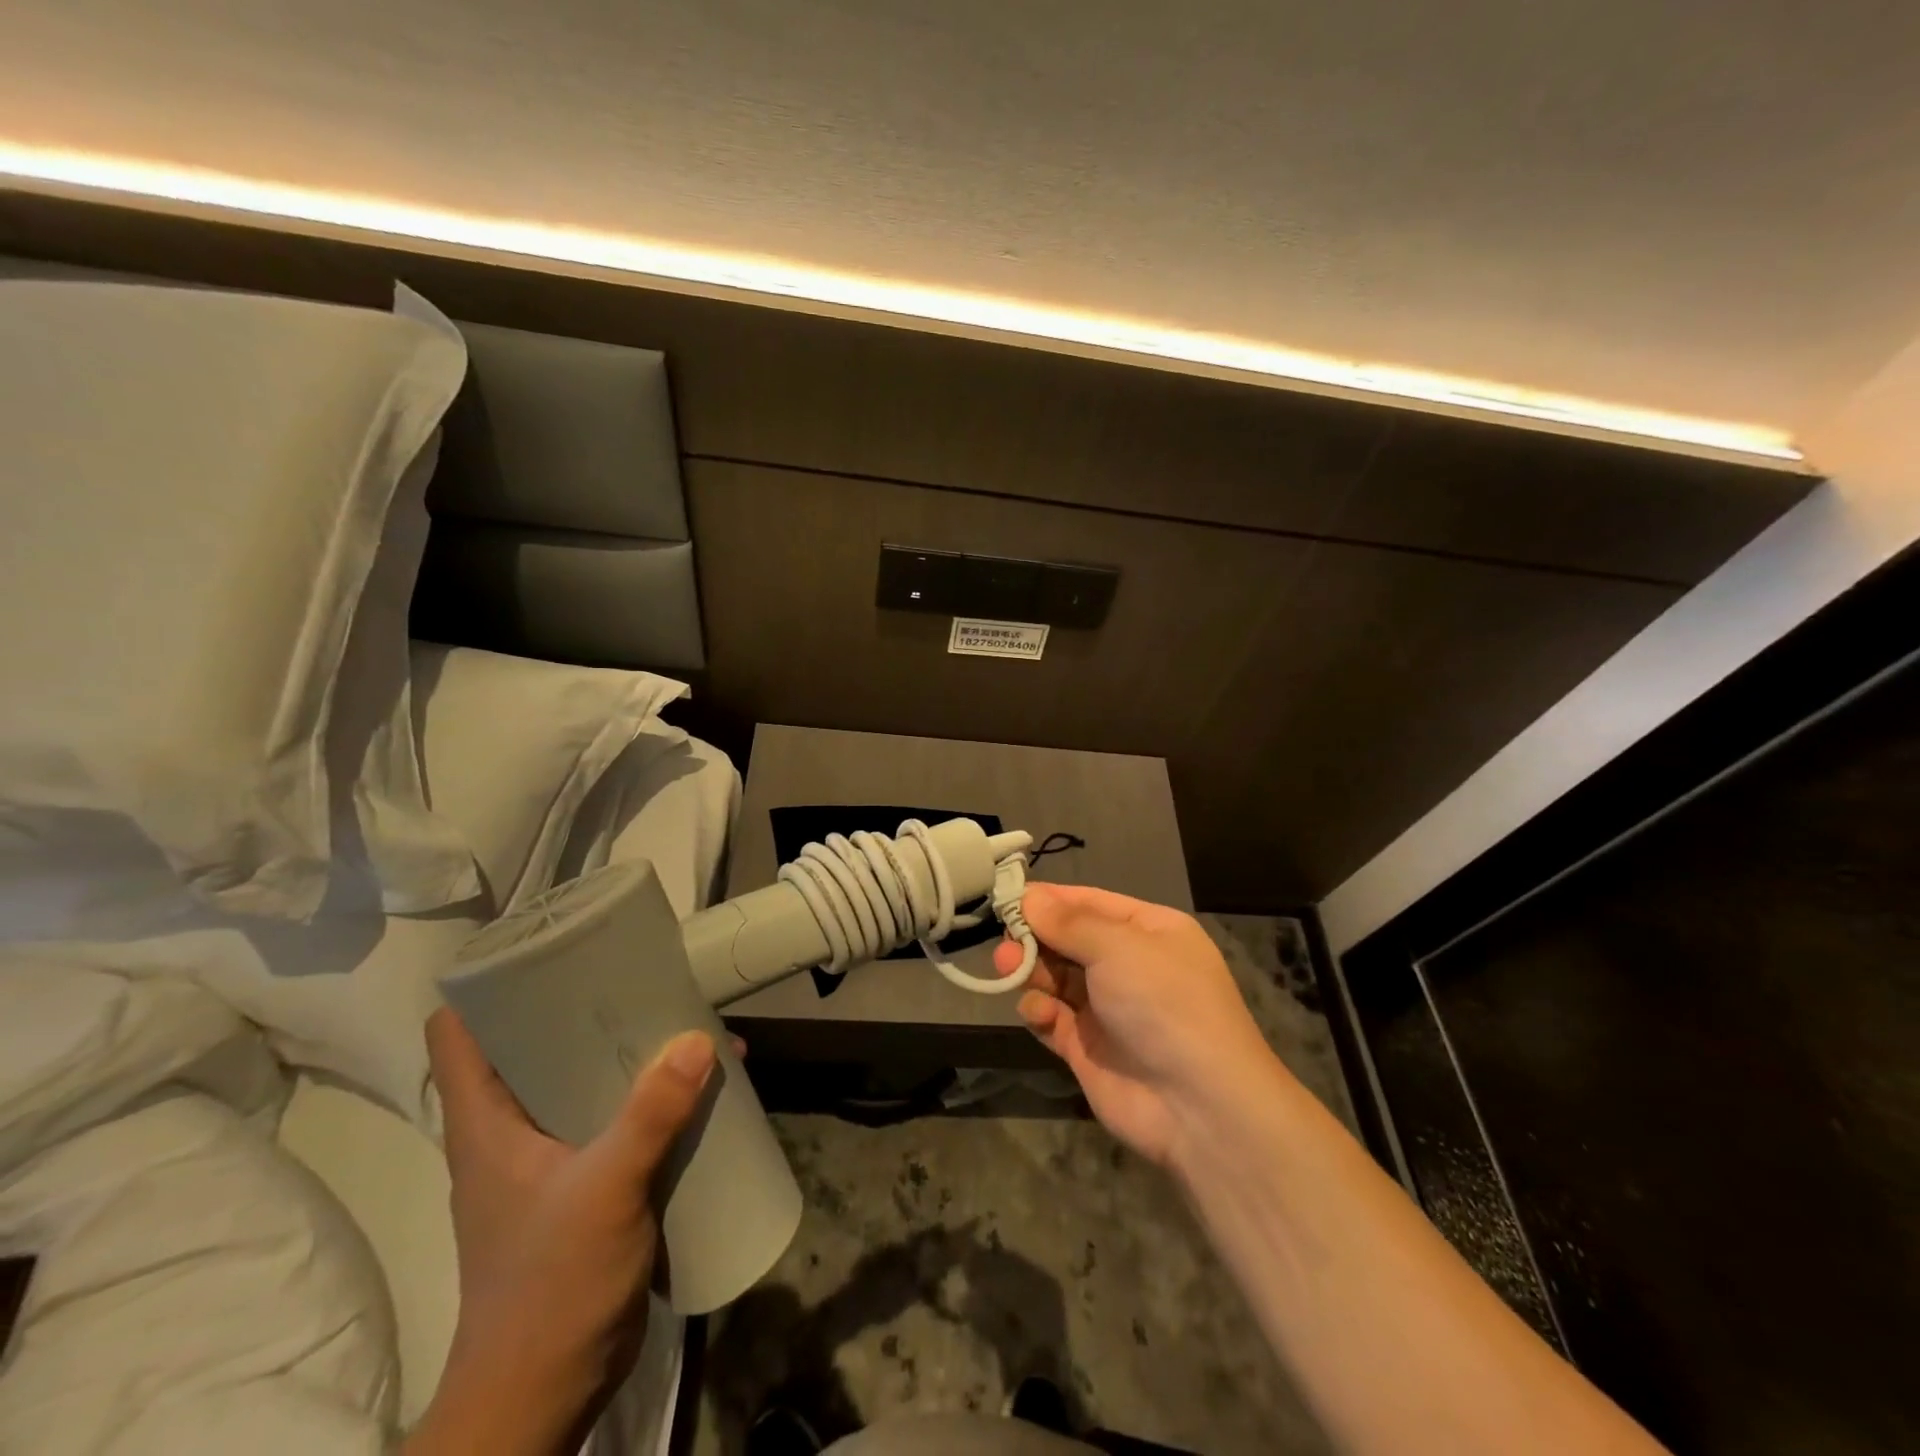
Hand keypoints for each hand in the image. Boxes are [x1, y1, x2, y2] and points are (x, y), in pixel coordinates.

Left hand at [406, 1009, 715, 1455]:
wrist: (542, 1398)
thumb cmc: (548, 1287)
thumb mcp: (604, 1191)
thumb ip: (651, 1115)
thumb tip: (701, 1039)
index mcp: (485, 1125)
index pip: (459, 1035)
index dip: (488, 985)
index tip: (545, 948)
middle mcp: (509, 1133)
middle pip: (535, 1048)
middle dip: (584, 1010)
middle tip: (637, 975)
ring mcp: (547, 1163)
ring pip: (582, 1084)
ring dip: (628, 1055)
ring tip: (683, 1025)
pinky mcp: (582, 1188)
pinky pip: (615, 1121)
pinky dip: (649, 1098)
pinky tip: (696, 1090)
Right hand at [994, 883, 1279, 1168]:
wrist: (1198, 1105)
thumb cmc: (1163, 1003)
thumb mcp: (1118, 947)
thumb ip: (1068, 922)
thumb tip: (1028, 898)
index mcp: (1147, 931)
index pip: (1089, 903)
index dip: (1049, 900)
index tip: (1006, 898)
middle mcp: (1129, 965)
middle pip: (1068, 940)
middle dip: (1035, 937)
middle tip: (1004, 943)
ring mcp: (1108, 1008)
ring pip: (1056, 977)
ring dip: (1032, 971)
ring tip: (1009, 969)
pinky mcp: (1088, 1047)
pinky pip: (1053, 1018)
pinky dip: (1039, 1010)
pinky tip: (1037, 1012)